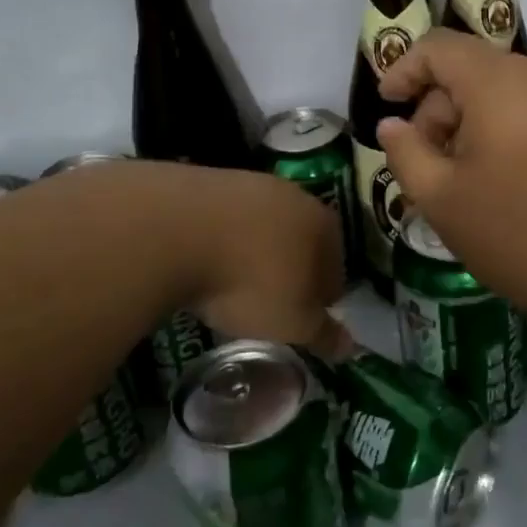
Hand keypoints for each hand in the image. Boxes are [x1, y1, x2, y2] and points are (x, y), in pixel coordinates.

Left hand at [179, 168, 353, 359]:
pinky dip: (221, 238)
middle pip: (300, 239)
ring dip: (254, 250)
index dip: (324, 296)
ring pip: (262, 225)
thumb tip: (350, 346)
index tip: (306, 317)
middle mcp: (293, 195)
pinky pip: (225, 218)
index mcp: (324, 225)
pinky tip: (205, 260)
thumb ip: (323, 333)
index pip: (336, 265)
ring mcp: (249, 183)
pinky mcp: (209, 181)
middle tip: (271, 301)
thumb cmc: (249, 282)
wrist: (176, 230)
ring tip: (233, 284)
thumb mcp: (292, 322)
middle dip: (291, 268)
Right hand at [376, 30, 526, 325]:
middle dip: (437, 111)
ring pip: (502, 94)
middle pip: (471, 71)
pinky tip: (501, 185)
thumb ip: (406, 154)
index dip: (403, 69)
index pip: (438, 47)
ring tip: (461, 185)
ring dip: (469, 127)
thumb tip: (392, 126)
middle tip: (425, 168)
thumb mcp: (443, 199)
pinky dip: (503, 134)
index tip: (388, 108)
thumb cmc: (523, 232)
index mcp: (499, 81)